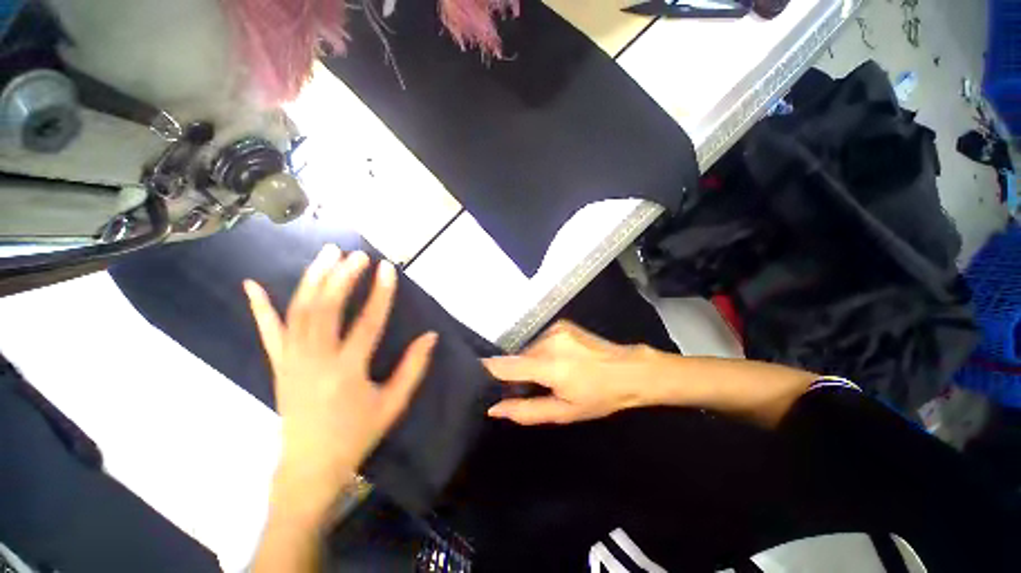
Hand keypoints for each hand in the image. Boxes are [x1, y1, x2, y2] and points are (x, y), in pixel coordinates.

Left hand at [244, 245, 436, 523]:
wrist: (309, 466)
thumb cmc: (357, 434)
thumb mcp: (393, 404)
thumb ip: (413, 368)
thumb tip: (430, 336)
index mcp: (347, 371)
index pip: (367, 322)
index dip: (380, 293)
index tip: (387, 268)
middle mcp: (314, 360)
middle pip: (326, 309)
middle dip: (342, 277)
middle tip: (357, 254)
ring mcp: (290, 361)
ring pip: (298, 312)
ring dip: (312, 279)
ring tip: (327, 253)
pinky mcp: (277, 365)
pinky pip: (267, 332)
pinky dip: (259, 307)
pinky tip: (252, 284)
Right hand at [484, 321, 658, 424]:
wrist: (630, 371)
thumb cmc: (599, 397)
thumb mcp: (563, 412)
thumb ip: (525, 410)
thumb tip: (494, 408)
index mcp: (548, 364)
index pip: (504, 365)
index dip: (487, 371)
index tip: (477, 379)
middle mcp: (547, 340)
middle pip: (517, 357)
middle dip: (517, 373)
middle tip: (529, 389)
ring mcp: (555, 328)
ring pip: (529, 349)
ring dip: (531, 363)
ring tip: (549, 376)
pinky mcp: (561, 323)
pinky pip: (540, 340)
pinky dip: (541, 352)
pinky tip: (558, 362)